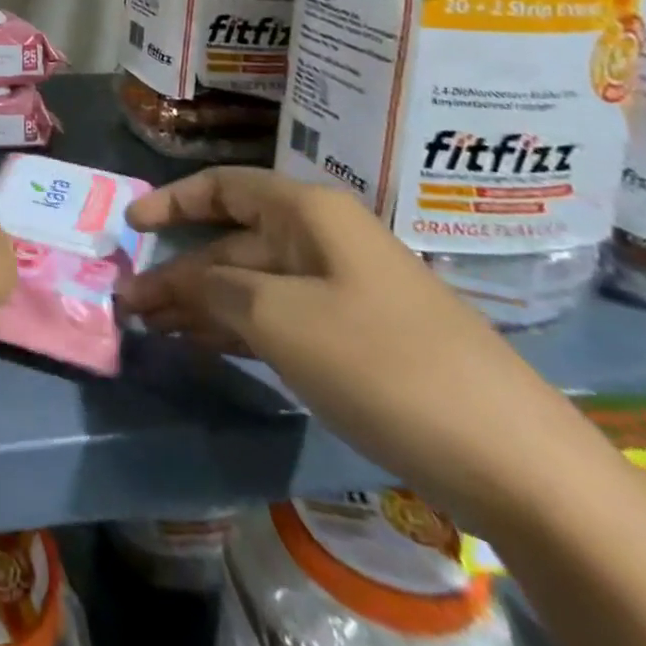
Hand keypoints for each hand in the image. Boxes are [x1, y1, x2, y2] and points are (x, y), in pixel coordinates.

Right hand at [120, 166, 609, 535]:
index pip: (223, 187)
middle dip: (179, 270)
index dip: (172, 201)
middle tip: (130, 304)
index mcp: (308, 213)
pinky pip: (280, 318)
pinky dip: (238, 329)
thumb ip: (213, 290)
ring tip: (152, 328)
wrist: (516, 458)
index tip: (129, 227)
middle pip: (233, 241)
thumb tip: (174, 282)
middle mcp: (323, 240)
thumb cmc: (380, 361)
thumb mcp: (278, 319)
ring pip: (253, 283)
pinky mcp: (358, 339)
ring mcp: (343, 290)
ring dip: (202, 303)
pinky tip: (205, 348)